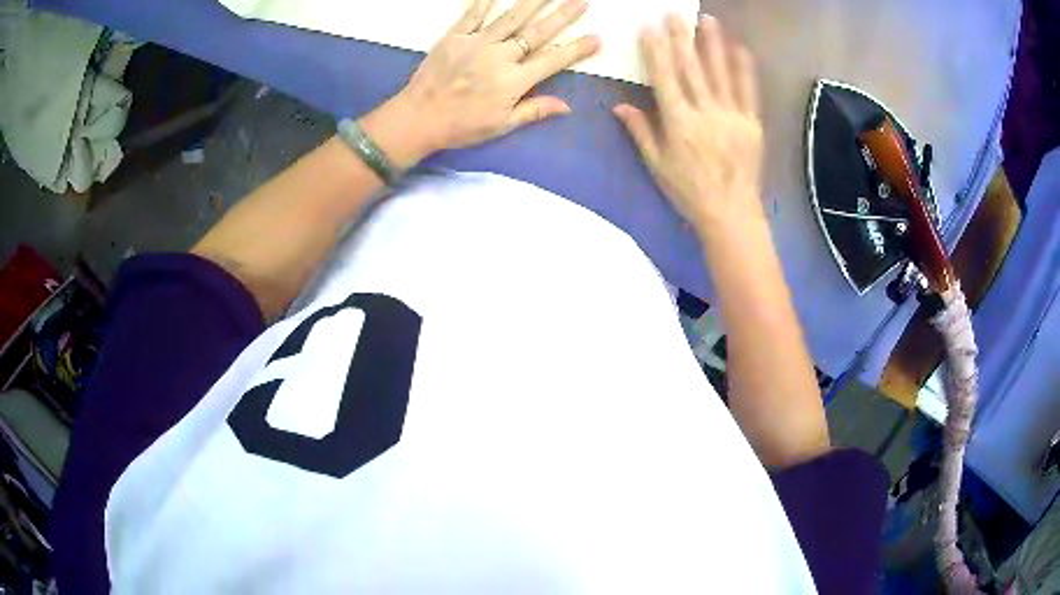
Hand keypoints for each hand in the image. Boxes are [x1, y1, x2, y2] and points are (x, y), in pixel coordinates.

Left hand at [362, 0, 600, 167]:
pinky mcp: (454, 37)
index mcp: (513, 81)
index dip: (576, 49)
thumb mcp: (500, 125)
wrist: (417, 118)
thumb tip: (566, 106)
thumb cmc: (460, 126)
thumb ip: (533, 111)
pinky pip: (473, 14)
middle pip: (536, 33)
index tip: (595, 38)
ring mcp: (476, 43)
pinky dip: (485, 1)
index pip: (552, 61)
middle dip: (562, 16)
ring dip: (533, 2)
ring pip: (511, 18)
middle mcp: (499, 57)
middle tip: (580, 2)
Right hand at [614, 14, 763, 240]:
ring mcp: (732, 116)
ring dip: (714, 44)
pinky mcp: (752, 123)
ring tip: (708, 20)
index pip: (665, 78)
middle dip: (682, 38)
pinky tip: (741, 49)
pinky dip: (745, 69)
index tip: (650, 28)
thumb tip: (618, 105)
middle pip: (692, 68)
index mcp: (679, 123)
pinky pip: (749, 91)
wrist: (731, 213)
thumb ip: (640, 131)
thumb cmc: (689, 191)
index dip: (656, 51)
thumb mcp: (657, 164)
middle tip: (676, 14)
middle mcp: (706, 113)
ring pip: (721, 73)